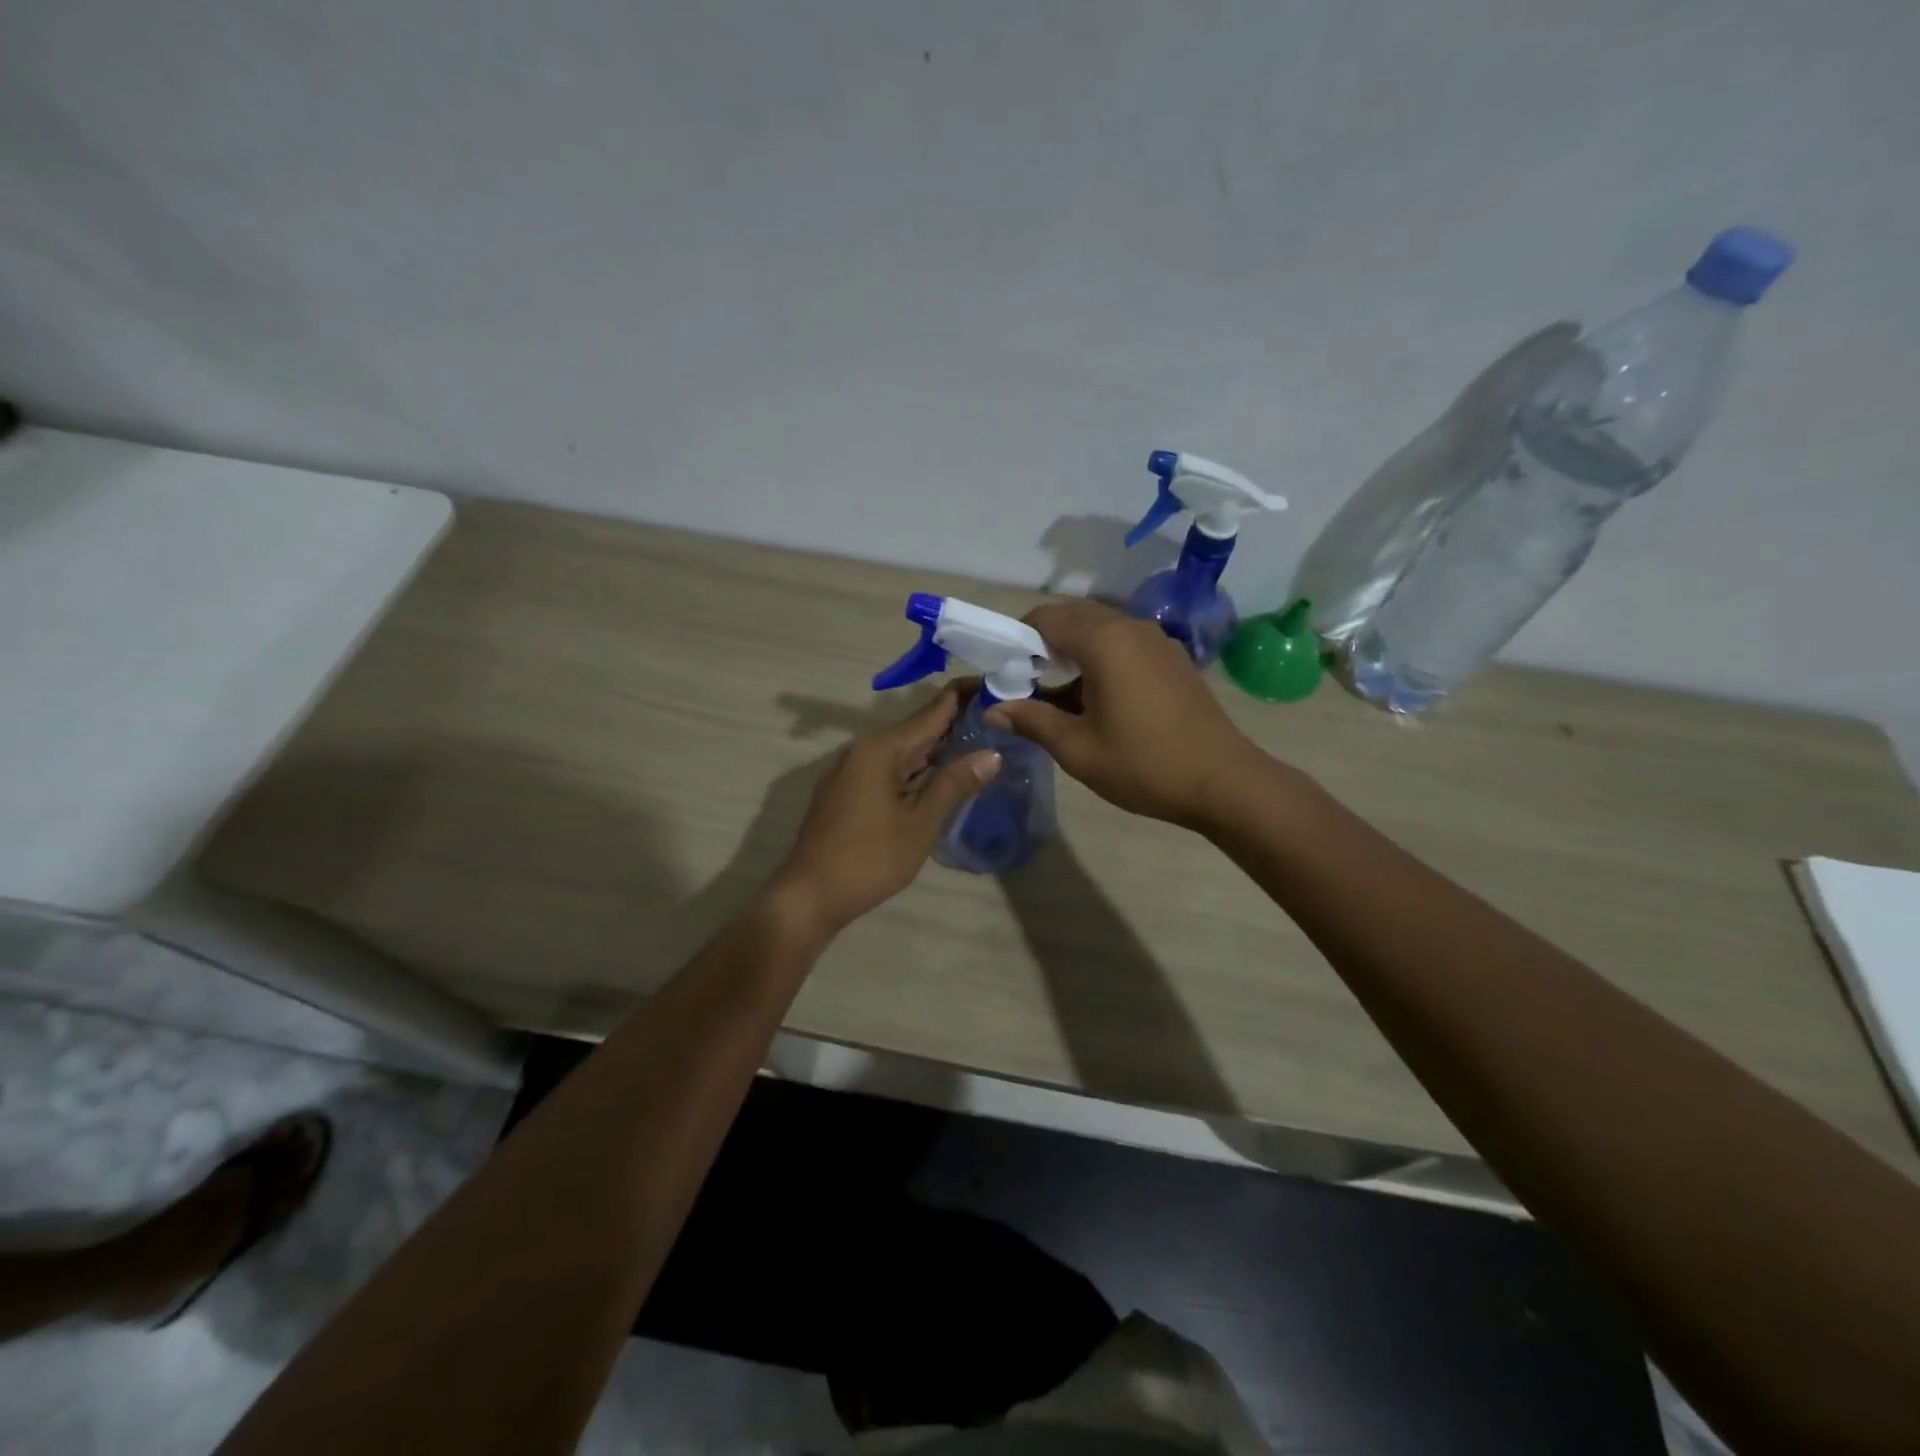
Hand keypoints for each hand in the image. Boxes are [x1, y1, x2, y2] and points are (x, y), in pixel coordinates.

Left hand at [768, 682, 999, 935]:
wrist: (809, 895)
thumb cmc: (869, 859)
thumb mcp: (920, 823)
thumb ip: (955, 784)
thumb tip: (992, 754)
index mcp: (883, 748)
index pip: (933, 710)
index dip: (965, 696)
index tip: (998, 683)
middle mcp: (865, 749)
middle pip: (919, 727)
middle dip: (958, 721)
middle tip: (1001, 716)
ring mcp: (854, 770)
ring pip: (905, 750)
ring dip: (939, 746)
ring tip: (982, 739)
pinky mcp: (850, 791)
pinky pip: (892, 768)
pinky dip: (920, 767)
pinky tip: (943, 774)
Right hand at [985, 600, 1261, 826]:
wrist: (1224, 781)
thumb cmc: (1144, 764)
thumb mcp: (1078, 748)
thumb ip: (1031, 721)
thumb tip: (993, 710)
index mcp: (1104, 641)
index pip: (1046, 618)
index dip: (1017, 640)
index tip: (1005, 673)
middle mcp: (1131, 627)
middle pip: (1073, 618)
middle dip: (1043, 645)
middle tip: (1027, 685)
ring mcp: (1157, 640)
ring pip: (1100, 630)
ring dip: (1073, 653)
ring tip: (1059, 697)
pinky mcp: (1173, 658)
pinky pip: (1125, 644)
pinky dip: (1101, 659)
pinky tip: (1098, 699)